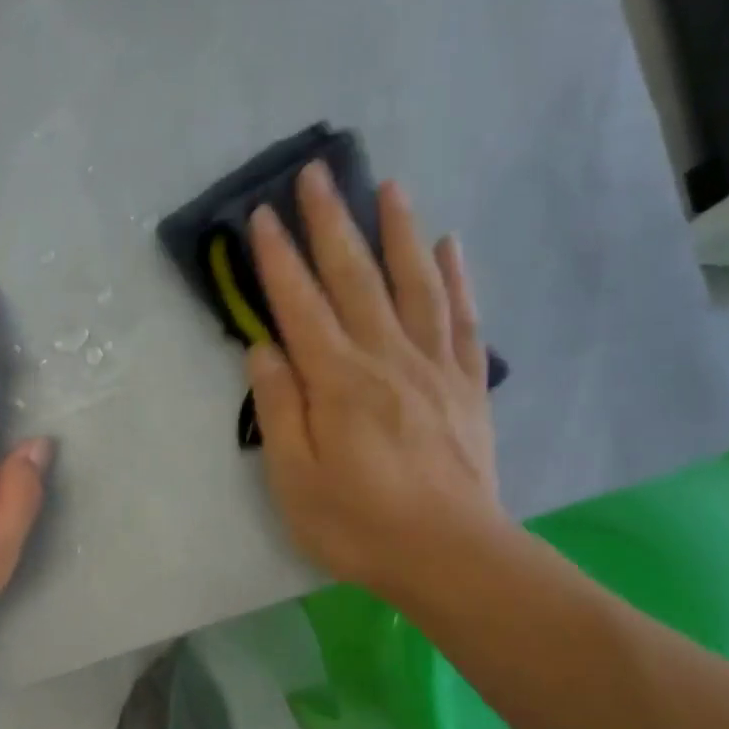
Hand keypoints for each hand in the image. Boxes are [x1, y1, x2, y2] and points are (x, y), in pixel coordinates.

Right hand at [246, 162, 504, 599]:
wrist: (450, 555)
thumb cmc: (358, 523)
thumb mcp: (294, 479)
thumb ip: (278, 408)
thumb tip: (263, 349)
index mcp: (337, 381)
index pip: (300, 305)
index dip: (278, 258)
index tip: (262, 215)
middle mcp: (385, 358)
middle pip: (355, 278)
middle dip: (331, 223)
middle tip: (317, 174)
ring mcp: (432, 367)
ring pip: (414, 284)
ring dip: (398, 232)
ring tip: (389, 187)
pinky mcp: (466, 384)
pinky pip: (462, 319)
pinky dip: (456, 278)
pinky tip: (450, 246)